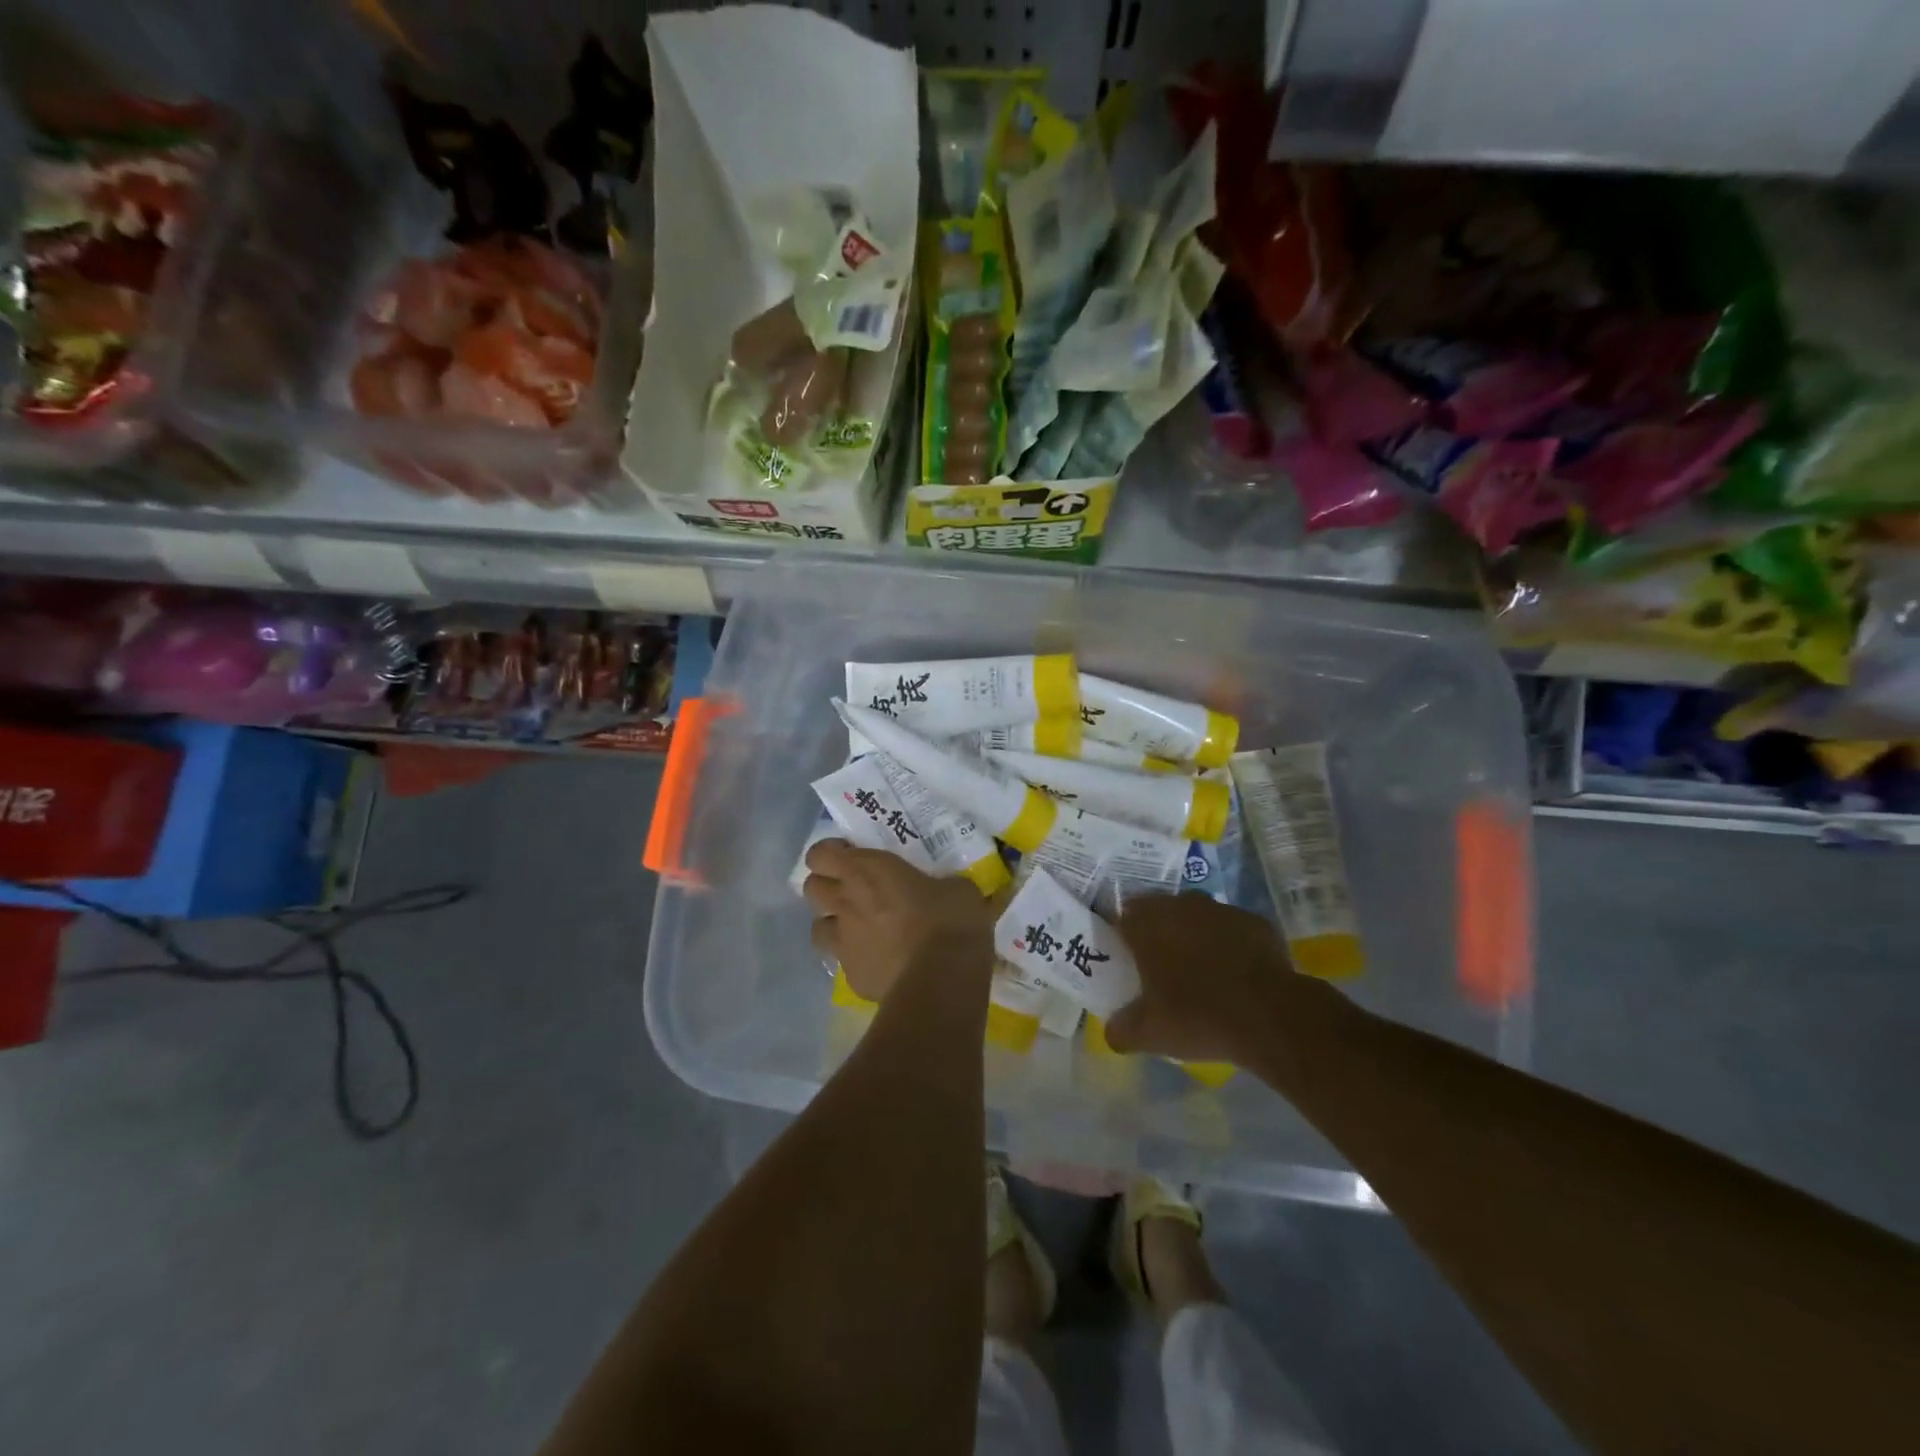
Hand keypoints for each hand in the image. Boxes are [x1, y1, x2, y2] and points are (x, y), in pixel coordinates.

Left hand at [802, 840, 994, 1001]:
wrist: (942, 979)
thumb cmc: (949, 920)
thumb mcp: (957, 888)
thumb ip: (940, 884)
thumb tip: (948, 889)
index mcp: (865, 871)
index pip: (819, 854)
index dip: (830, 853)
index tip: (850, 855)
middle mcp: (845, 902)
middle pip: (811, 888)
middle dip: (827, 887)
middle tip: (854, 890)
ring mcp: (843, 943)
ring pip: (817, 928)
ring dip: (834, 925)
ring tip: (860, 929)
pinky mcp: (852, 977)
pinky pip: (844, 963)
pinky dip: (857, 960)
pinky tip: (881, 963)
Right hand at [1105, 895, 1295, 1061]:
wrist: (1270, 1016)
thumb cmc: (1196, 1017)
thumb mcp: (1148, 1034)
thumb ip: (1121, 1030)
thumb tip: (1112, 1032)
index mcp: (1147, 923)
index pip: (1121, 916)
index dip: (1120, 935)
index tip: (1123, 957)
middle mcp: (1180, 905)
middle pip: (1159, 911)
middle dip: (1157, 932)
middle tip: (1157, 966)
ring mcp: (1221, 910)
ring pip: (1197, 916)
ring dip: (1193, 935)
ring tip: (1197, 970)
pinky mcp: (1255, 922)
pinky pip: (1231, 929)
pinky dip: (1228, 944)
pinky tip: (1233, 974)